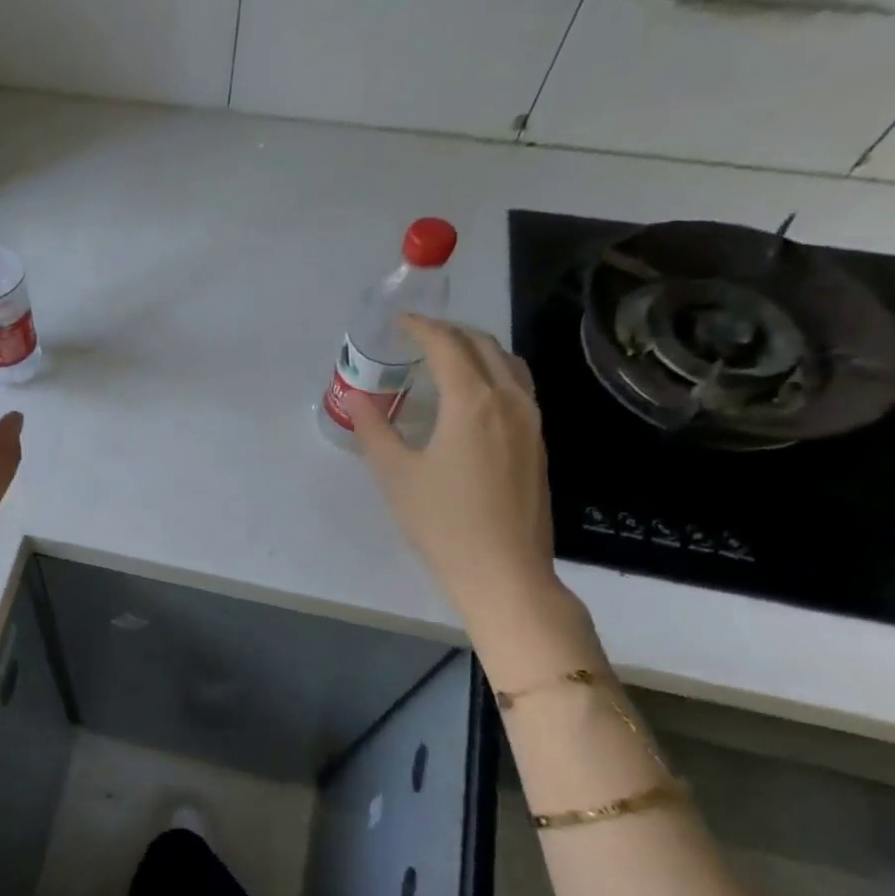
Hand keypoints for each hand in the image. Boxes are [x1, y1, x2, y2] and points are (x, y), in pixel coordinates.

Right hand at [345, 317, 563, 629]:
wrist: (504, 572)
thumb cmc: (443, 522)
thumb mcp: (396, 474)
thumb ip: (374, 429)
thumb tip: (356, 399)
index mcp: (473, 402)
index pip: (447, 345)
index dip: (421, 328)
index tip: (398, 322)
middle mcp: (510, 401)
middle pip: (484, 345)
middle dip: (449, 332)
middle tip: (416, 337)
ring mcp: (531, 422)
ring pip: (508, 364)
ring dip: (476, 350)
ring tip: (445, 359)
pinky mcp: (538, 443)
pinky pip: (518, 387)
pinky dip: (492, 373)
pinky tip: (470, 397)